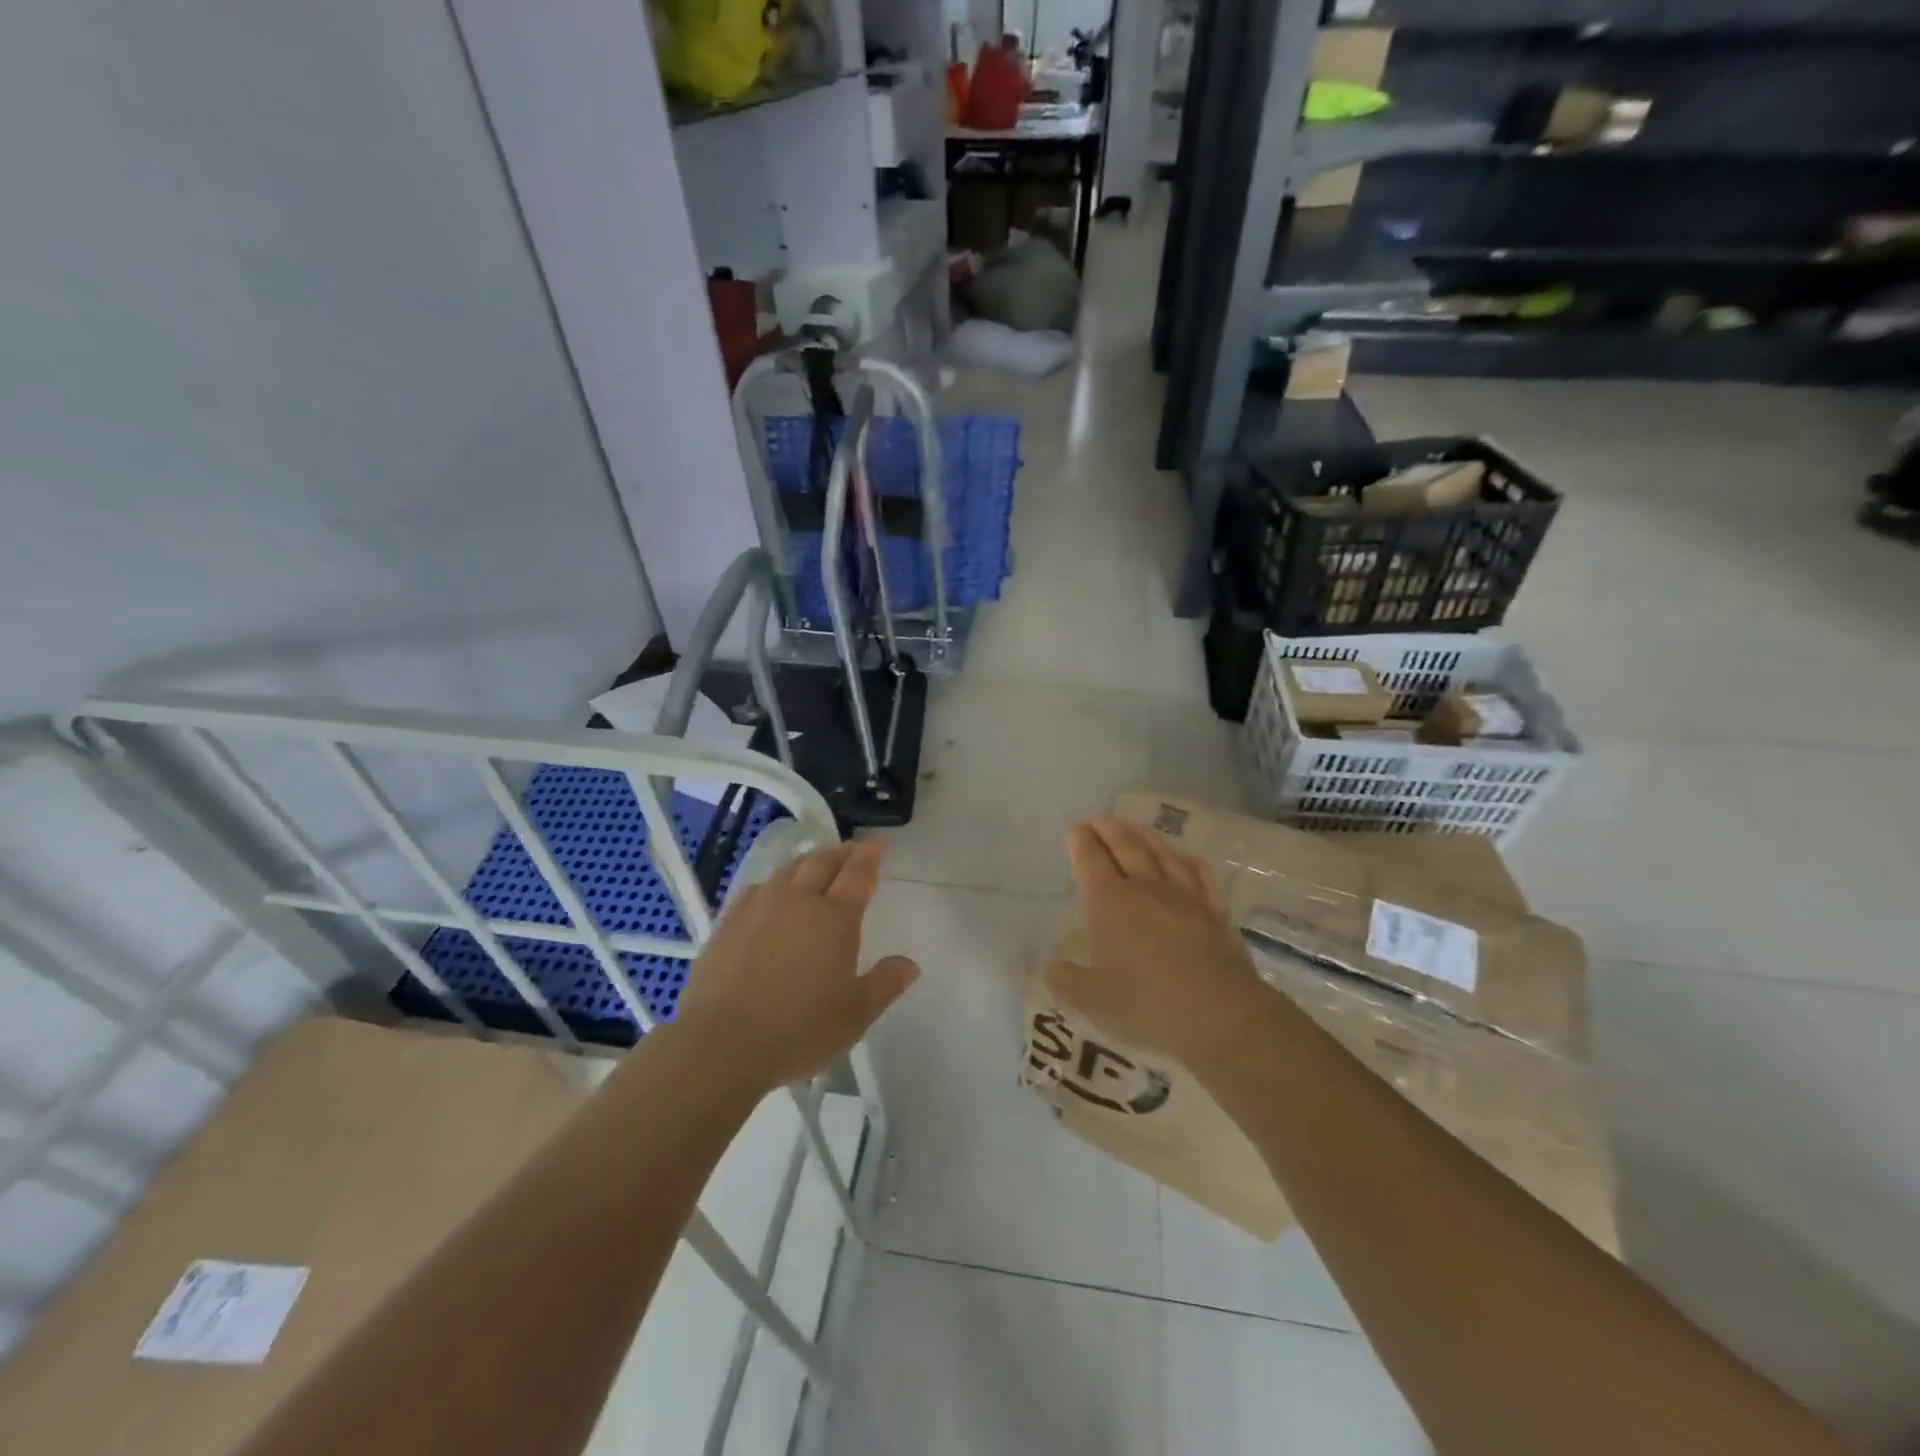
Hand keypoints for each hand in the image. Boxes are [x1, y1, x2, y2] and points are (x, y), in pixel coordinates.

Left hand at [673, 838, 918, 1090]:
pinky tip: (772, 892)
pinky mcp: (728, 922)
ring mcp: (759, 907)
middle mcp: (798, 901)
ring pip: (788, 870)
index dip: (870, 856)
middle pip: (822, 862)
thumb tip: (910, 965)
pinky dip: (774, 882)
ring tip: (815, 863)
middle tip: (852, 850)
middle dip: (841, 853)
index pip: (858, 874)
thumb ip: (885, 984)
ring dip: (808, 861)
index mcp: (835, 918)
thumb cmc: (799, 1030)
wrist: (721, 1043)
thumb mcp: (855, 1015)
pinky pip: (757, 888)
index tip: (877, 844)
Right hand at [1047, 815, 1263, 1060]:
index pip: (1091, 860)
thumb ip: (1067, 982)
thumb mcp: (1092, 1001)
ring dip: (1145, 835)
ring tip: (1134, 825)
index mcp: (1110, 902)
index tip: (1074, 829)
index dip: (1080, 841)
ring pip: (1162, 854)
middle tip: (1098, 818)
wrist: (1220, 1015)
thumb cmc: (1147, 1004)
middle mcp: (1146, 888)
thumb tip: (1053, 969)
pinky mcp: (1216, 912)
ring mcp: (1185, 896)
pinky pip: (1201, 876)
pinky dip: (1189, 862)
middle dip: (1109, 829)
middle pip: (1126, 846)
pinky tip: (1187, 858)